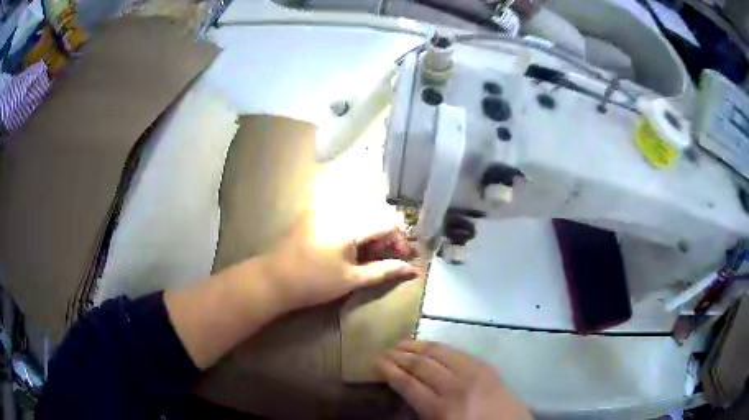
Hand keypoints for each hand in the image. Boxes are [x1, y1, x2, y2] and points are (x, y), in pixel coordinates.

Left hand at [260, 213, 417, 311]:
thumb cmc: (314, 283)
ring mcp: (323, 211)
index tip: (403, 259)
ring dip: (370, 233)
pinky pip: (342, 216)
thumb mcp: (352, 280)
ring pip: (358, 215)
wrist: (274, 279)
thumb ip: (384, 271)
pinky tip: (351, 248)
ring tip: (369, 255)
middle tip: (387, 258)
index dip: (400, 241)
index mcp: (349, 225)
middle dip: (386, 237)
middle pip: (374, 216)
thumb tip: (411, 270)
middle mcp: (337, 210)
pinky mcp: (313, 215)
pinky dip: (354, 229)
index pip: (386, 224)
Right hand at [378, 341, 532, 419]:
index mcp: (441, 409)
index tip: (376, 361)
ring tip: (402, 341)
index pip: (408, 383)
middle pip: (422, 365)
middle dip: (400, 356)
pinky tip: (432, 345)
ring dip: (418, 346)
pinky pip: (459, 352)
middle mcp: (455, 387)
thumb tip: (404, 392)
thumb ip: (419, 413)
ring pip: (440, 353)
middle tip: (385, 349)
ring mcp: (474, 374)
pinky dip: (441, 347)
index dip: (389, 370)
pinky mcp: (487, 368)